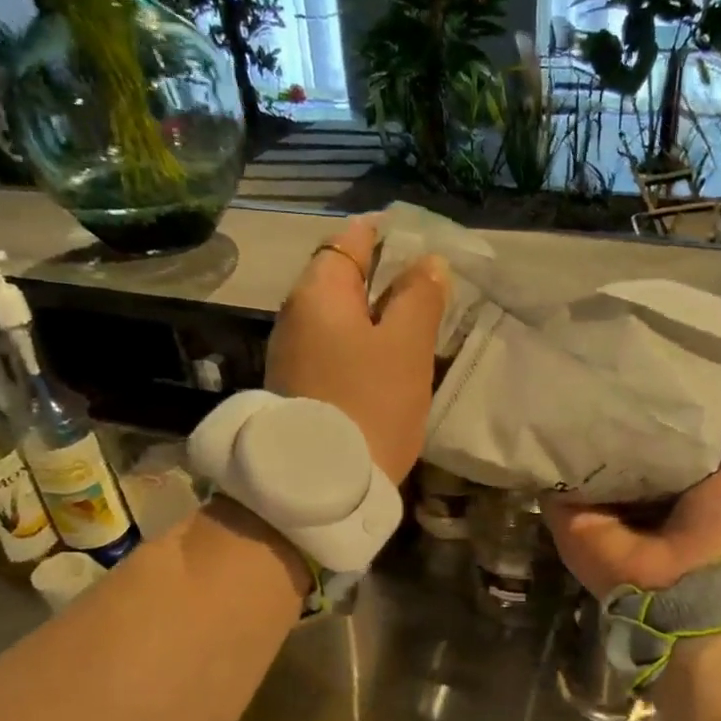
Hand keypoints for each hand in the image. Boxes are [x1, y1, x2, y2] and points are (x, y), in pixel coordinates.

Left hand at [265, 215, 447, 484]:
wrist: (322, 484)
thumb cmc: (370, 403)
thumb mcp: (405, 346)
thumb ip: (418, 298)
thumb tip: (427, 263)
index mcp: (318, 294)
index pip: (348, 243)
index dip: (382, 236)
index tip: (414, 239)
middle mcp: (295, 318)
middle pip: (340, 282)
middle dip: (380, 279)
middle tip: (423, 286)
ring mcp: (292, 357)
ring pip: (338, 321)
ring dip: (371, 317)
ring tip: (411, 325)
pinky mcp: (298, 390)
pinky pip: (333, 352)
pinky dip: (359, 348)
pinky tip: (383, 363)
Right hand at [542, 377, 720, 597]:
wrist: (683, 589)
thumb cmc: (720, 533)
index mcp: (673, 488)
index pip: (659, 440)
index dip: (656, 410)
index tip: (650, 368)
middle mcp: (632, 496)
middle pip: (616, 448)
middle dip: (612, 415)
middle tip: (603, 366)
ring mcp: (597, 506)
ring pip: (582, 460)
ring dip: (577, 429)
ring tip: (570, 378)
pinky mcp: (567, 515)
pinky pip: (554, 479)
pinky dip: (550, 454)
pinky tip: (548, 413)